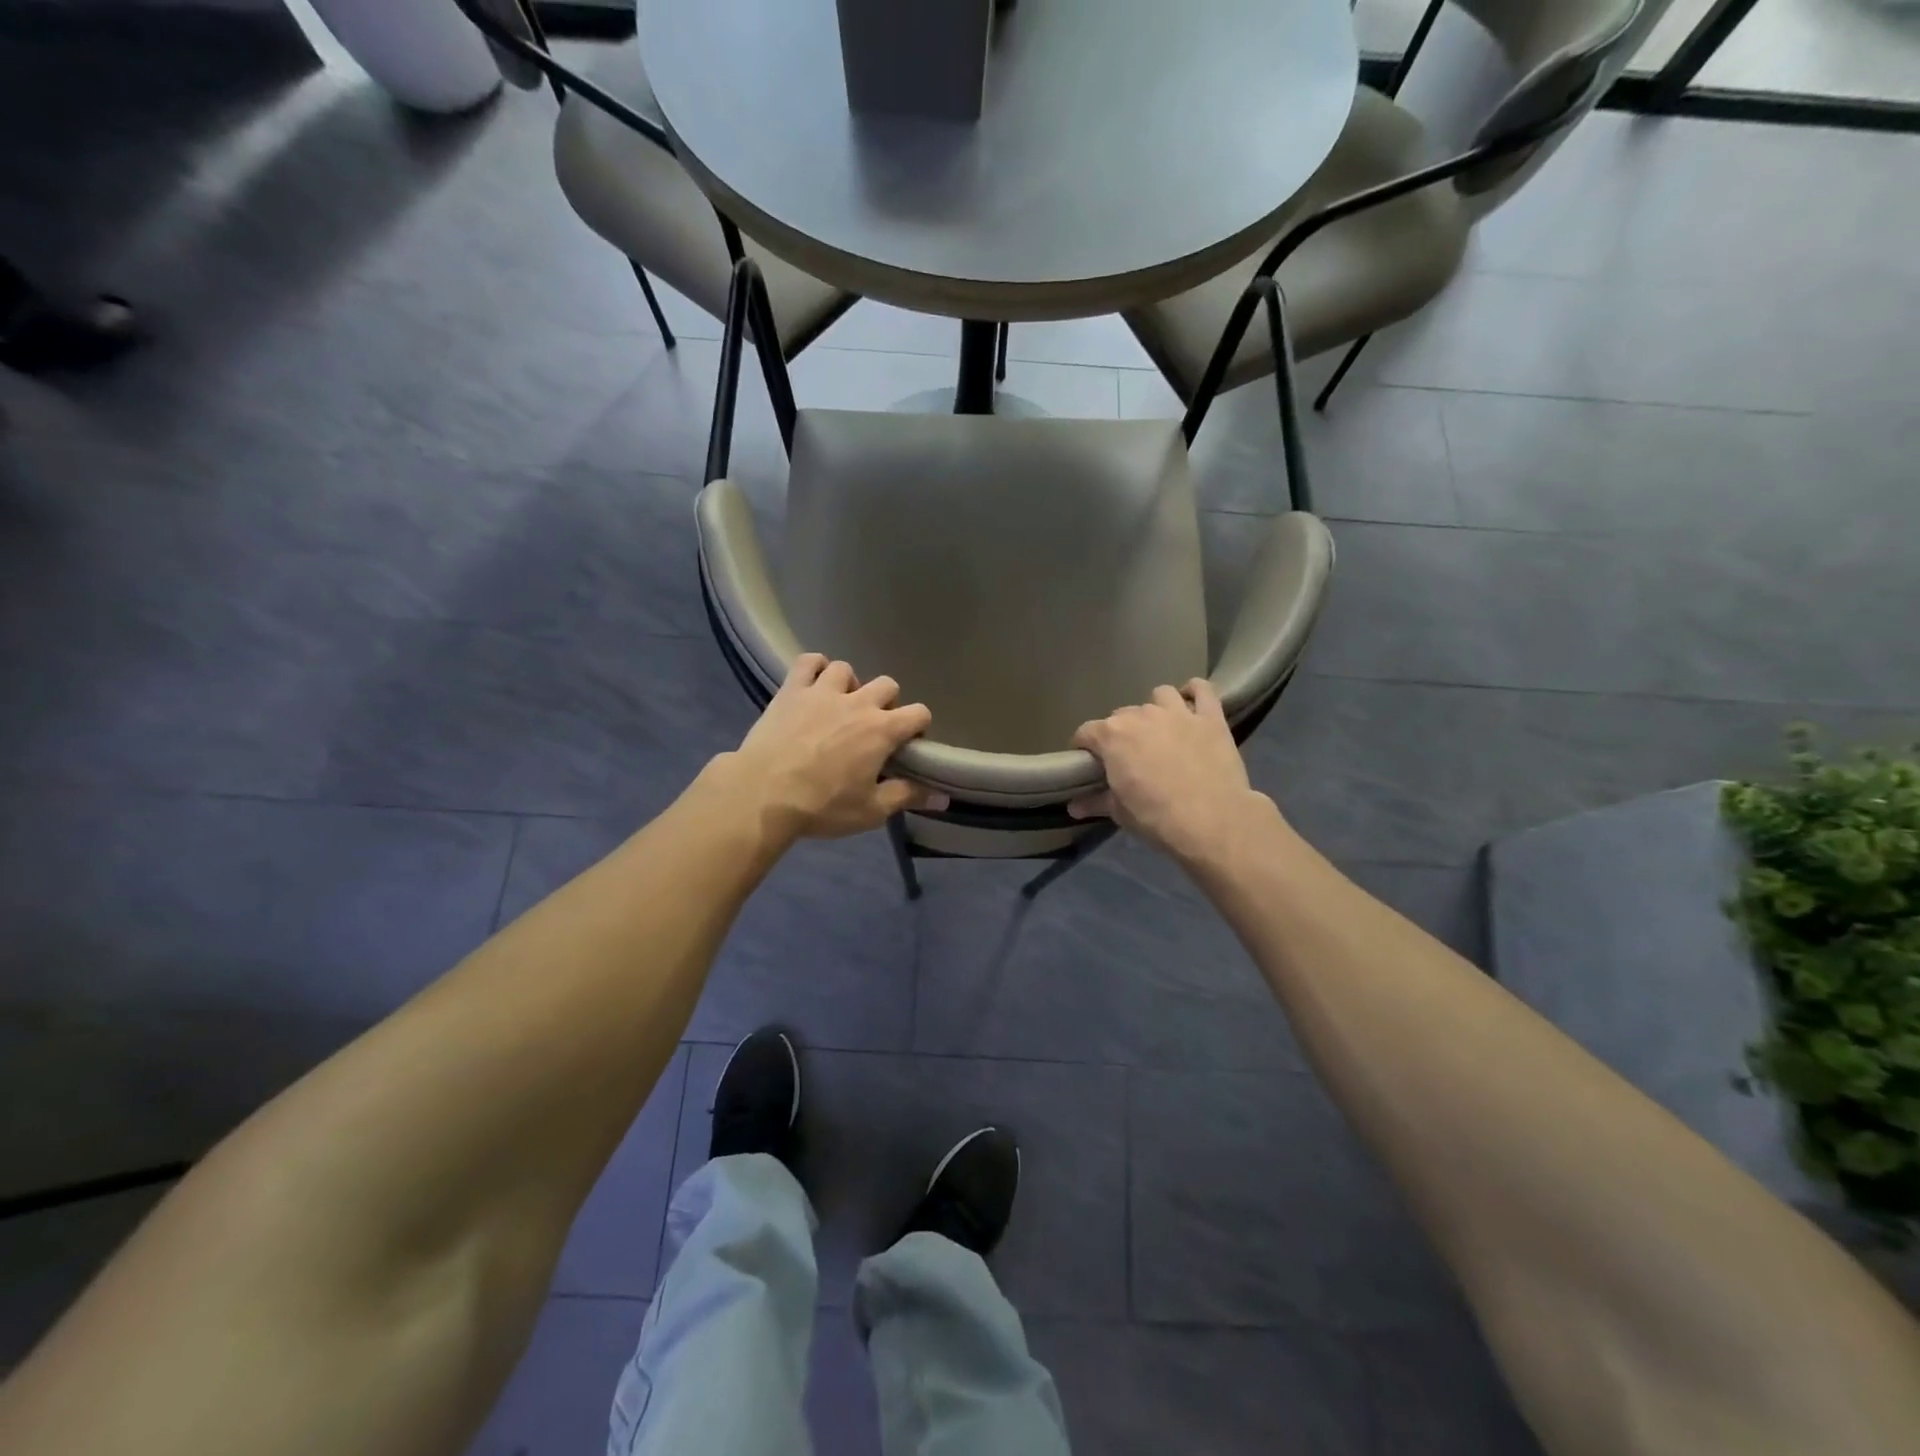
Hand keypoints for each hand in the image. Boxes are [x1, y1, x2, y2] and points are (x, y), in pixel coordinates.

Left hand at [728, 654, 947, 840]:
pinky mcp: (792, 690)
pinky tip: (814, 684)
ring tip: (841, 705)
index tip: (908, 745)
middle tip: (873, 728)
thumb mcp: (871, 810)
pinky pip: (809, 661)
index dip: (918, 727)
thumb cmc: (822, 806)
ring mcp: (822, 691)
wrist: (763, 794)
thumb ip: (908, 797)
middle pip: (888, 685)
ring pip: (847, 669)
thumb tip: (944, 797)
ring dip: (850, 685)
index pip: (919, 713)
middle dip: (887, 703)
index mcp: (882, 730)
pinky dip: (815, 668)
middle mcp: (858, 702)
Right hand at [1070, 679, 1277, 863]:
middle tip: (1129, 757)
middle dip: (1120, 733)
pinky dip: (1194, 693)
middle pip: (1121, 716)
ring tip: (1159, 730)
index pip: (1085, 732)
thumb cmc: (1156, 817)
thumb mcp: (1120, 813)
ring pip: (1159, 696)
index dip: (1084, 748)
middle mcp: (1141, 715)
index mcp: (1112, 736)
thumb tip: (1074, 806)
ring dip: (1155, 710)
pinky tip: (1191, 705)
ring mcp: (1178, 712)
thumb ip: (1095, 802)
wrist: (1212, 820)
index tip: (1089, 764)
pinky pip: (1202, 689)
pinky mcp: (1210, 717)